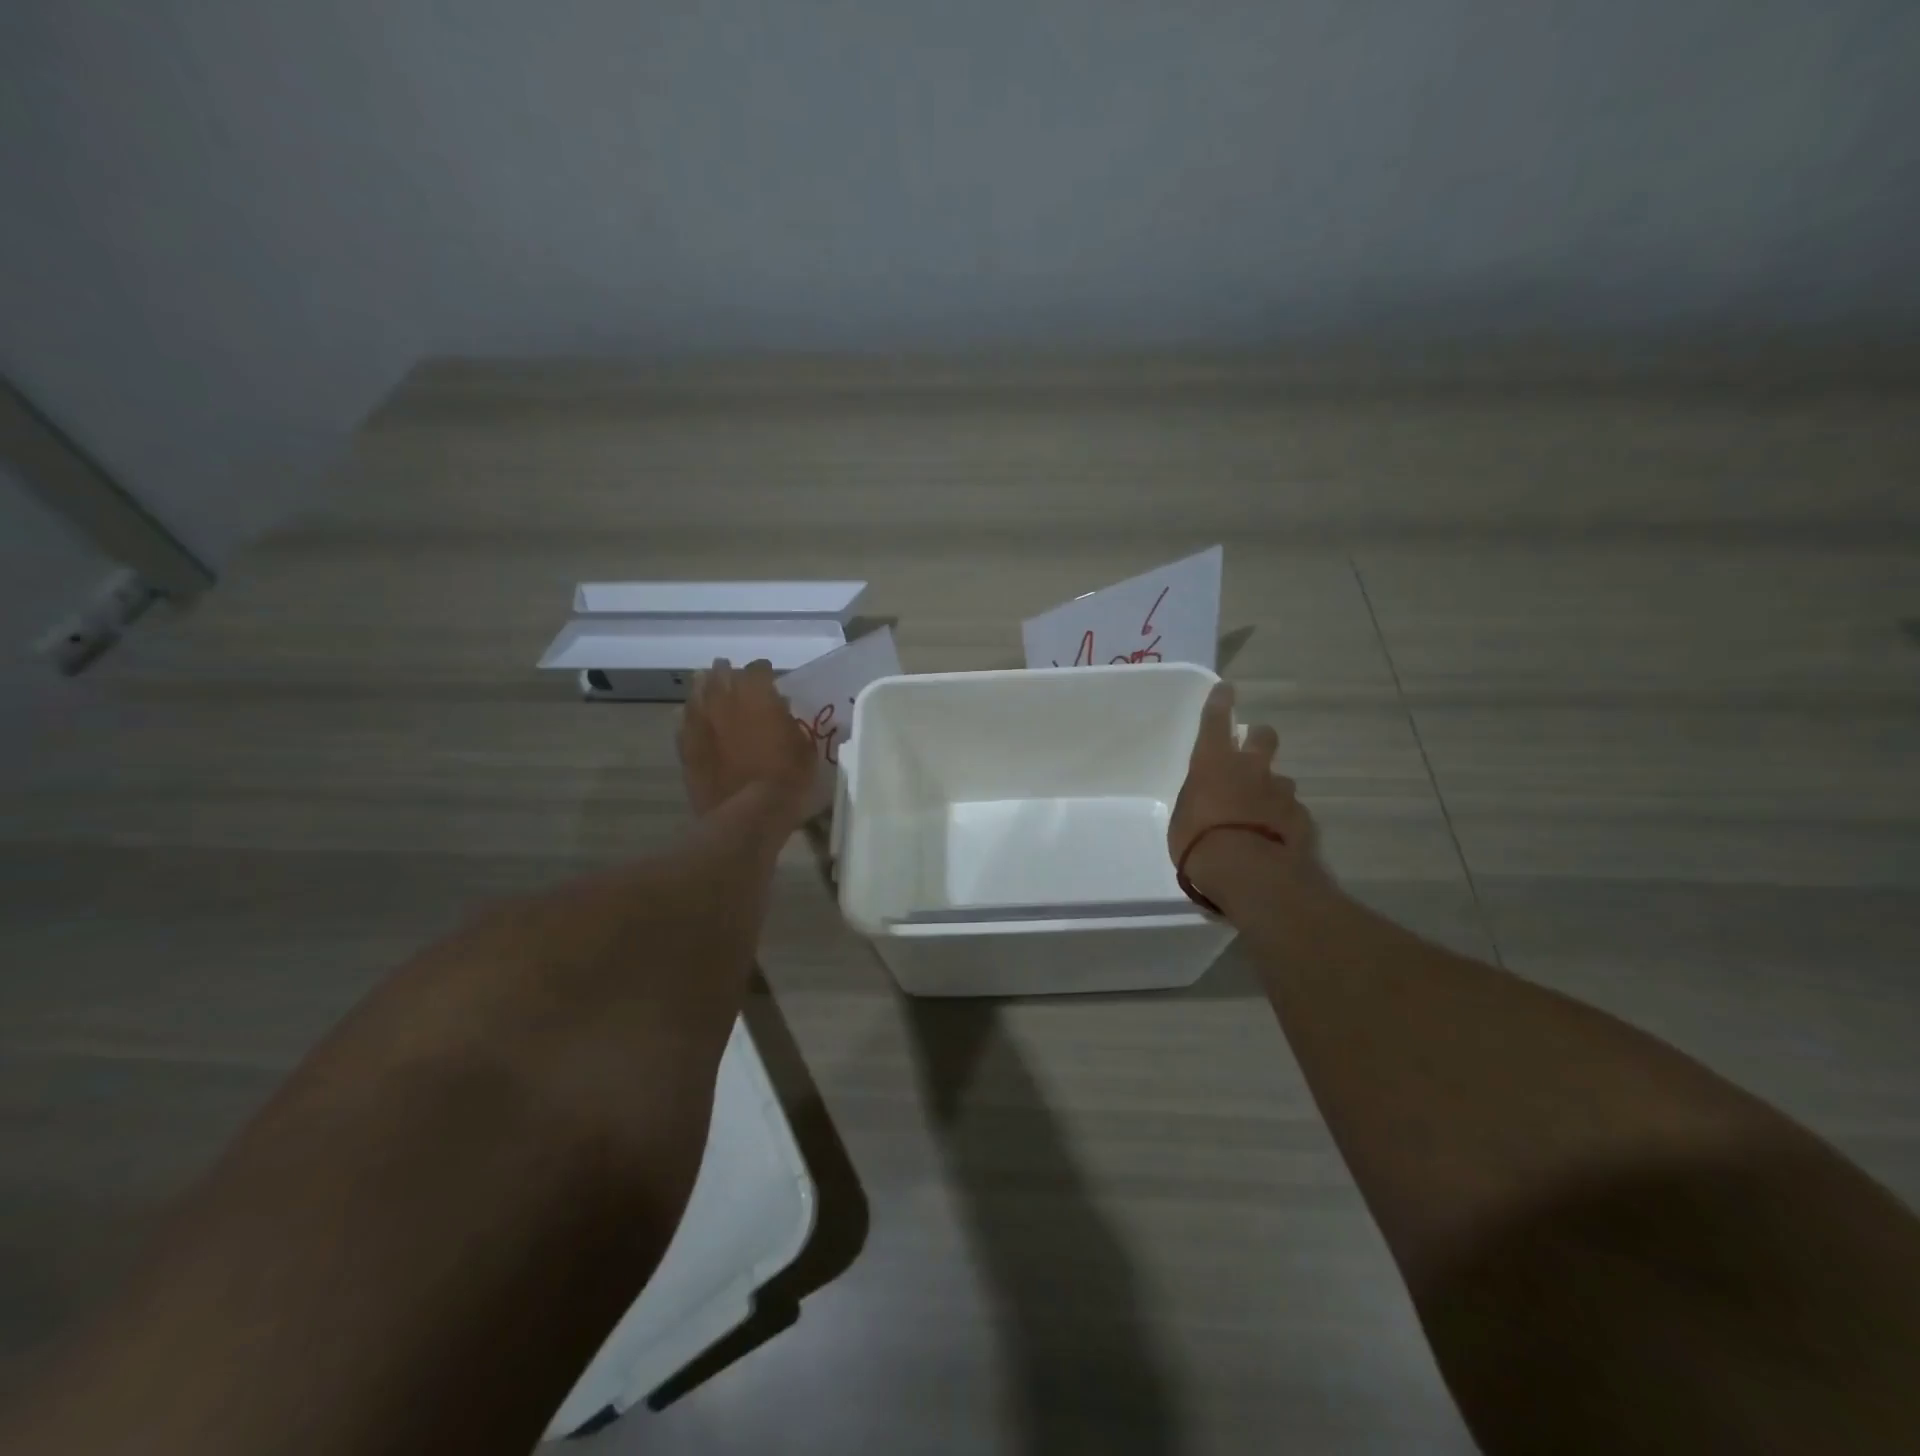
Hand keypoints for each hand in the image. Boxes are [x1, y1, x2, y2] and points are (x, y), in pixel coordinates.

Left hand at [677, 658, 815, 828]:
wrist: (748, 814)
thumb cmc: (786, 778)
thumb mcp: (804, 746)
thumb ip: (789, 721)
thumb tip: (779, 709)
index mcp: (757, 694)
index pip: (758, 669)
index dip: (765, 673)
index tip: (771, 681)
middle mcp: (723, 699)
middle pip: (720, 673)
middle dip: (729, 674)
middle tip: (737, 681)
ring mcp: (699, 722)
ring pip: (696, 692)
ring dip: (705, 689)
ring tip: (712, 693)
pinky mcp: (685, 746)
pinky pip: (684, 722)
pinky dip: (692, 719)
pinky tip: (698, 723)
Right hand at [1169, 680, 1323, 902]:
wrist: (1250, 872)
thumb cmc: (1199, 843)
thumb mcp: (1183, 820)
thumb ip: (1198, 803)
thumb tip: (1208, 803)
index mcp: (1214, 763)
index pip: (1215, 720)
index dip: (1220, 702)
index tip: (1226, 689)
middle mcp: (1251, 768)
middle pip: (1263, 737)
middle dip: (1259, 740)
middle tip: (1252, 753)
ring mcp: (1281, 792)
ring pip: (1280, 780)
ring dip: (1271, 790)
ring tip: (1260, 815)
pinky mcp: (1303, 818)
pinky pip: (1292, 812)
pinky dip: (1283, 821)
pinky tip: (1275, 840)